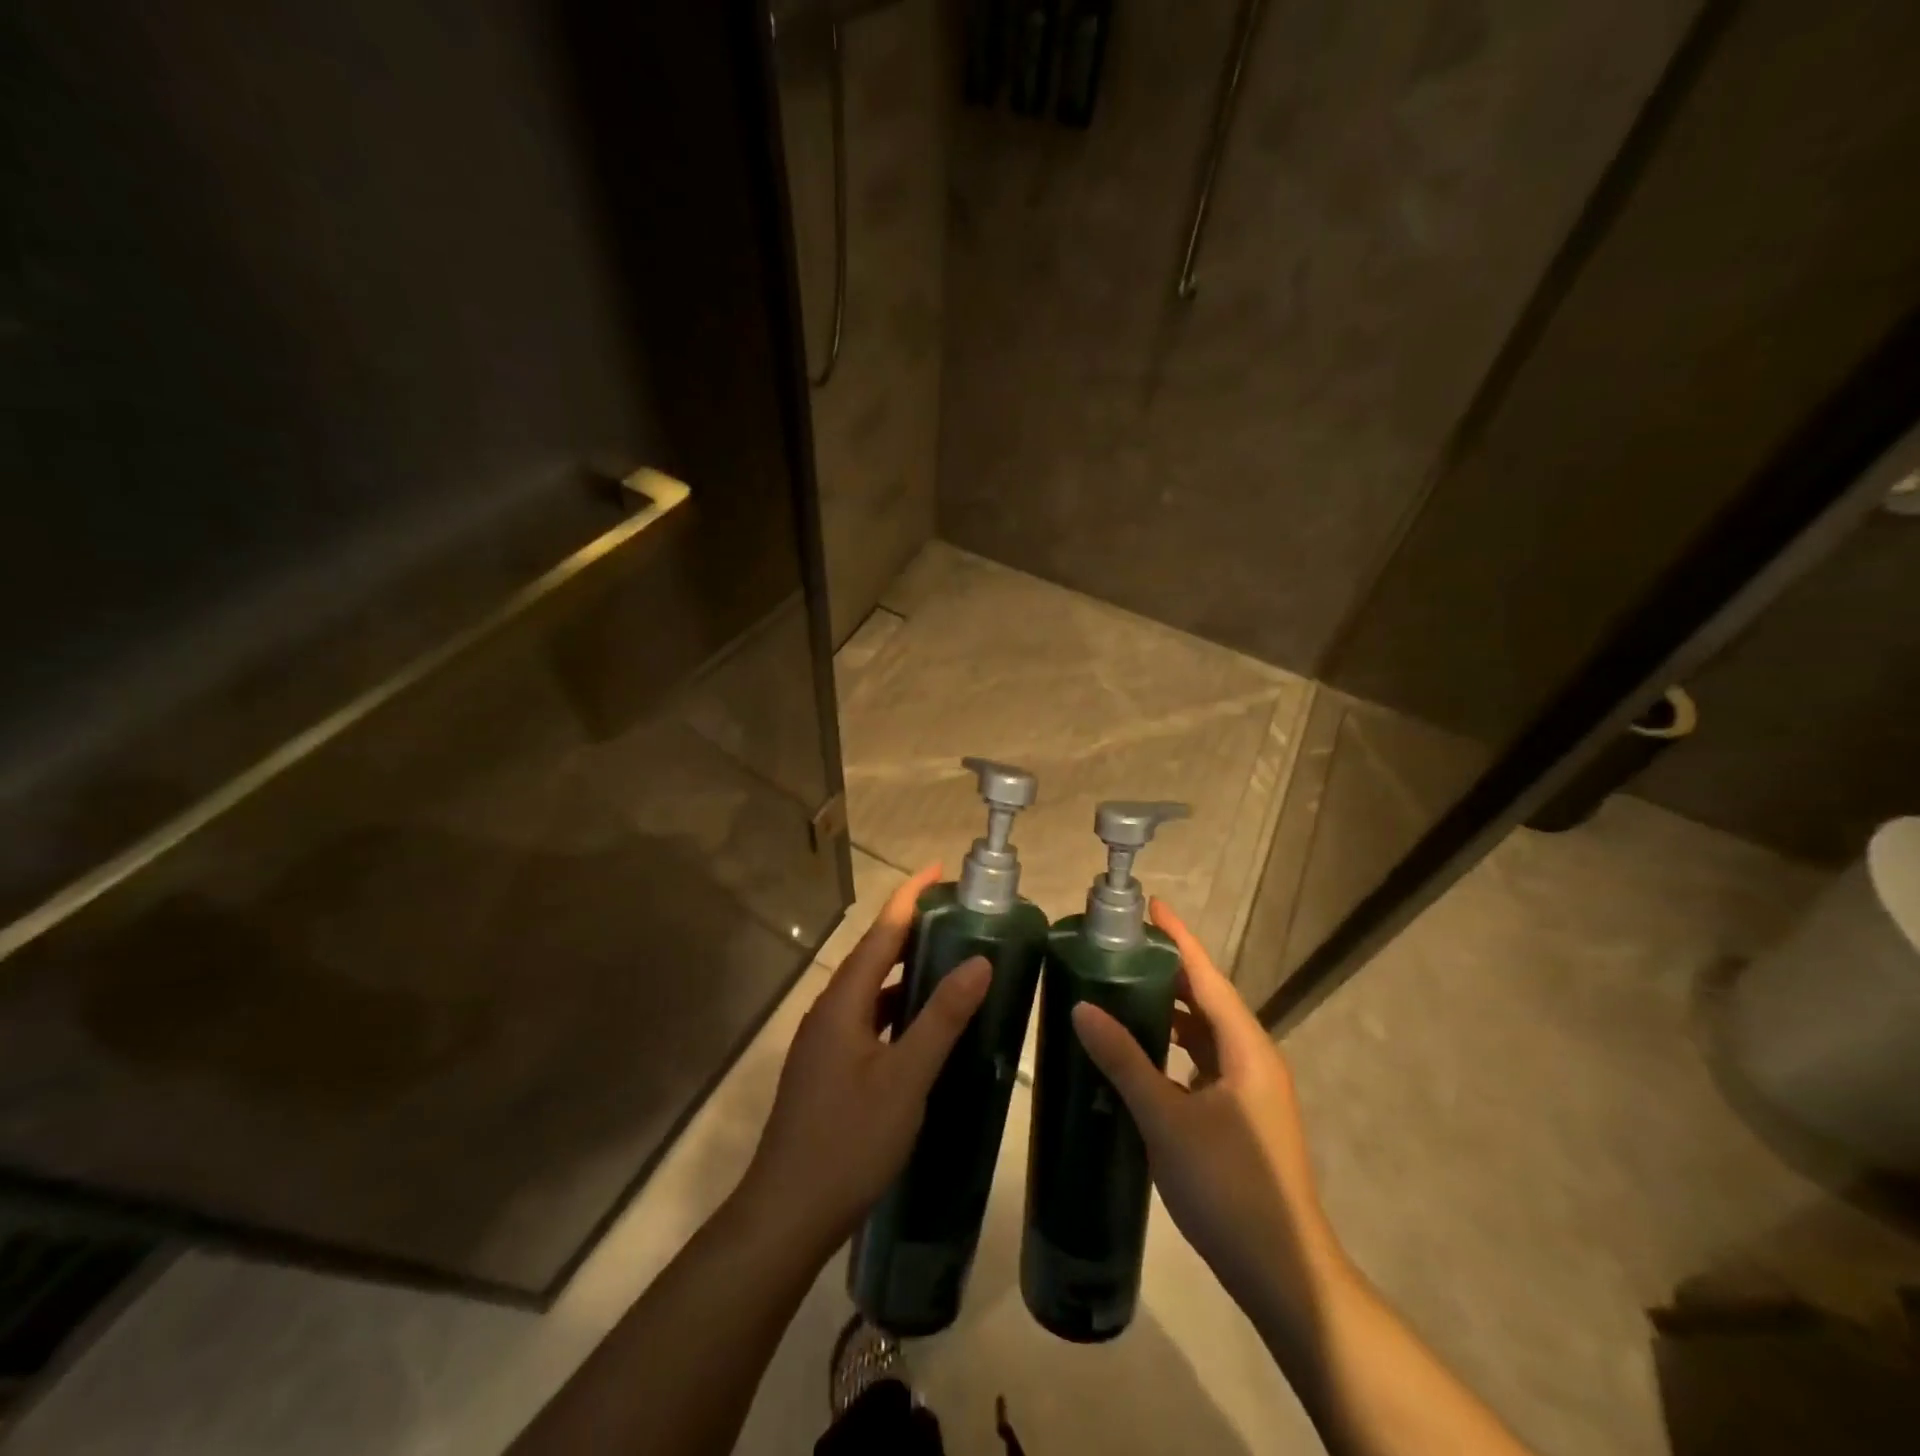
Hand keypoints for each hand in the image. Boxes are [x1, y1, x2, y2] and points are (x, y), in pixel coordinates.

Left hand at [740, 864, 989, 1255]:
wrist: (787, 1213)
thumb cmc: (849, 1141)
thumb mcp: (905, 1078)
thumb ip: (941, 1018)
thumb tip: (979, 961)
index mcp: (844, 1002)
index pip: (881, 932)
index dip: (909, 896)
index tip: (938, 869)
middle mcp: (830, 1011)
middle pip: (873, 955)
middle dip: (911, 929)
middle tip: (956, 914)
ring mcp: (825, 1042)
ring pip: (870, 991)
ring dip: (905, 971)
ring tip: (948, 960)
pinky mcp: (828, 1069)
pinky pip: (868, 1021)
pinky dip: (897, 1009)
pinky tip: (922, 1026)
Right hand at [1070, 900, 1348, 1334]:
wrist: (1283, 1275)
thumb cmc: (1229, 1188)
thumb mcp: (1167, 1120)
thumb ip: (1125, 1061)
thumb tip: (1081, 1007)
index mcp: (1245, 1048)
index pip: (1206, 977)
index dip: (1178, 939)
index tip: (1150, 905)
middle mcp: (1253, 1059)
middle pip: (1206, 999)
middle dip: (1168, 971)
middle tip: (1120, 948)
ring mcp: (1250, 1091)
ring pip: (1204, 1034)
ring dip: (1169, 1011)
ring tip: (1123, 991)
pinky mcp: (1242, 1118)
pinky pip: (1203, 1063)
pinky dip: (1173, 1047)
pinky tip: (1142, 1055)